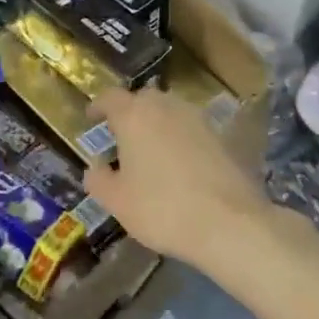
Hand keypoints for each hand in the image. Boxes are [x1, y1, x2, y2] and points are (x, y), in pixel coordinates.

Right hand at [84, 87, 271, 273]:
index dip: (98, 106)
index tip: (91, 117)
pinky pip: (191, 129)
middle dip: (130, 113)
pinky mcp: (222, 136)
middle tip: (120, 136)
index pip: (110, 97)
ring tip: (149, 150)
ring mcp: (198, 119)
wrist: (228, 221)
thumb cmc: (161, 208)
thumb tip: (96, 166)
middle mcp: (167, 107)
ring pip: (170, 111)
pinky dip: (180, 139)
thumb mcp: (117, 201)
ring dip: (157, 124)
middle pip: (143, 99)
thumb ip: (99, 178)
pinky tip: (178, 164)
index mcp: (135, 115)